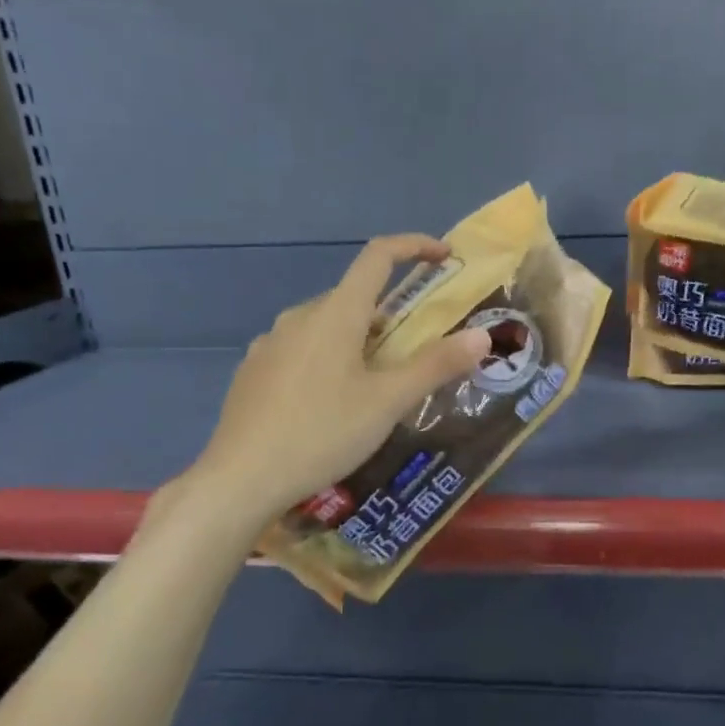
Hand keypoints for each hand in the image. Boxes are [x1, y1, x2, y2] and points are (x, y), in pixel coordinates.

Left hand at [185, 236, 490, 519]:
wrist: (241, 479)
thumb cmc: (322, 434)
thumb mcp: (388, 402)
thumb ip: (436, 365)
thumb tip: (483, 336)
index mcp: (336, 314)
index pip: (378, 257)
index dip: (414, 247)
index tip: (443, 256)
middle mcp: (299, 316)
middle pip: (354, 297)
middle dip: (390, 315)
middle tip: (415, 353)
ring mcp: (270, 343)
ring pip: (326, 326)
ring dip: (358, 339)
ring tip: (375, 385)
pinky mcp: (253, 370)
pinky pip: (301, 349)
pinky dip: (327, 358)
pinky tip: (329, 402)